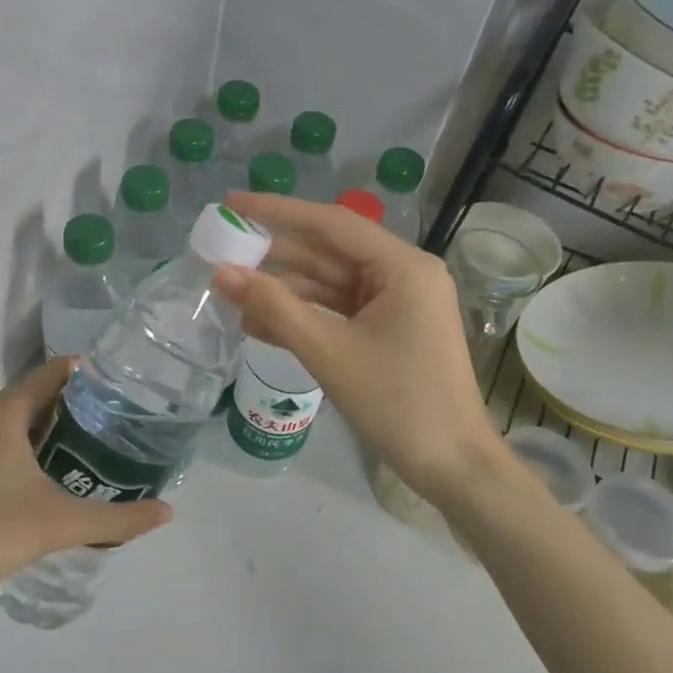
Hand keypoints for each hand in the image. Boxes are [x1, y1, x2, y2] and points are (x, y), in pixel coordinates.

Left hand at [0, 358, 173, 611]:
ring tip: (92, 447)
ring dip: (51, 427)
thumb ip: (118, 518)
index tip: (123, 388)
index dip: (89, 375)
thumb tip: (168, 512)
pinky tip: (50, 473)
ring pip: (16, 418)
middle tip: (117, 423)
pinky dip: (27, 444)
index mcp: (4, 411)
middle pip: (37, 394)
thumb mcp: (61, 524)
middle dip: (76, 405)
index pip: (54, 372)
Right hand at [213, 193, 500, 506]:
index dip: (277, 211)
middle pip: (327, 253)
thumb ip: (273, 307)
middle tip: (221, 250)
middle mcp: (402, 276)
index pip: (331, 224)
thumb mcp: (329, 352)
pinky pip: (335, 312)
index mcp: (402, 267)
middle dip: (273, 256)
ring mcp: (395, 305)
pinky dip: (300, 317)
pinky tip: (256, 324)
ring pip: (327, 285)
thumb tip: (220, 273)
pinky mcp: (386, 331)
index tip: (232, 204)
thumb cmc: (397, 403)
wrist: (452, 468)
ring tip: (229, 293)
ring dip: (281, 292)